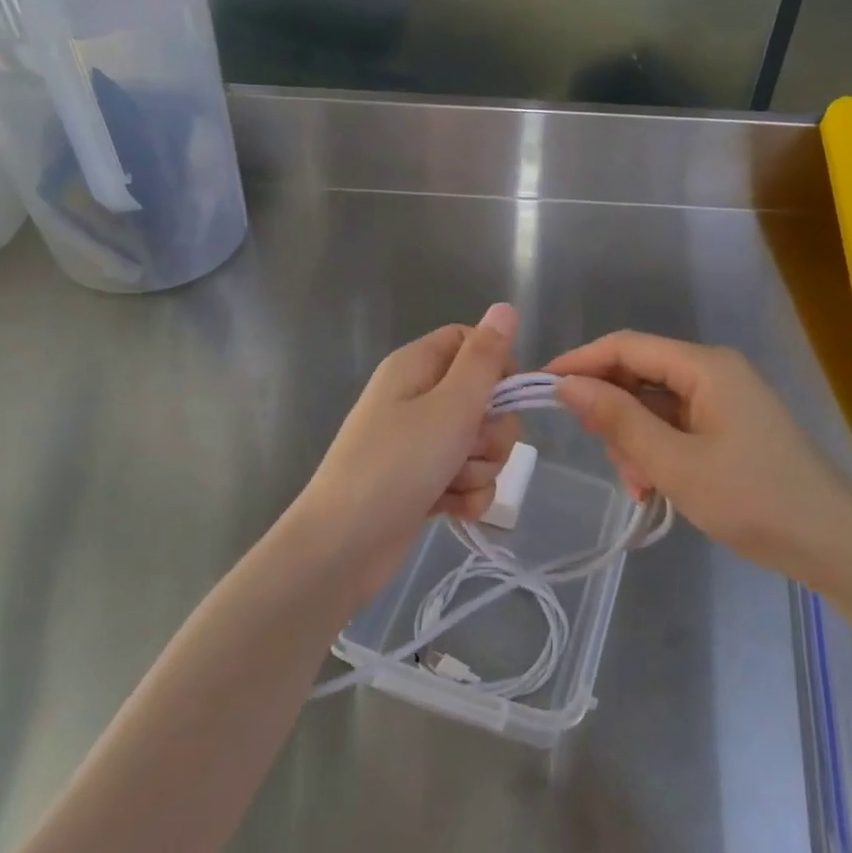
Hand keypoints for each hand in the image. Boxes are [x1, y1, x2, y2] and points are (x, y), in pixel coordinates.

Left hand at [291, 304, 520, 602]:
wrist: (345, 545)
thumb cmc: (398, 464)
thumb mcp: (451, 406)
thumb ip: (484, 359)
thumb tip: (506, 307)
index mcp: (417, 367)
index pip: (471, 342)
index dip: (496, 366)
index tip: (504, 395)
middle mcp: (418, 398)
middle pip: (484, 398)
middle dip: (491, 430)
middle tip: (468, 447)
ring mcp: (420, 443)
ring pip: (480, 443)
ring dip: (479, 468)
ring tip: (451, 484)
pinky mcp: (424, 482)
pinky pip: (466, 478)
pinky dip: (466, 495)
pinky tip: (453, 510)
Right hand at [547, 332, 851, 580]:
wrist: (830, 544)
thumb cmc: (752, 499)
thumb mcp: (674, 463)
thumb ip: (618, 420)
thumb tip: (566, 384)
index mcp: (705, 367)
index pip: (626, 346)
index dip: (580, 362)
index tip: (539, 388)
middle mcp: (713, 372)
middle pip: (639, 375)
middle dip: (613, 415)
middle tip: (610, 459)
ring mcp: (723, 400)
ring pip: (653, 406)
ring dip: (635, 442)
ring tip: (642, 486)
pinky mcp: (728, 427)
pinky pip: (675, 426)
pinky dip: (657, 452)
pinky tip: (655, 488)